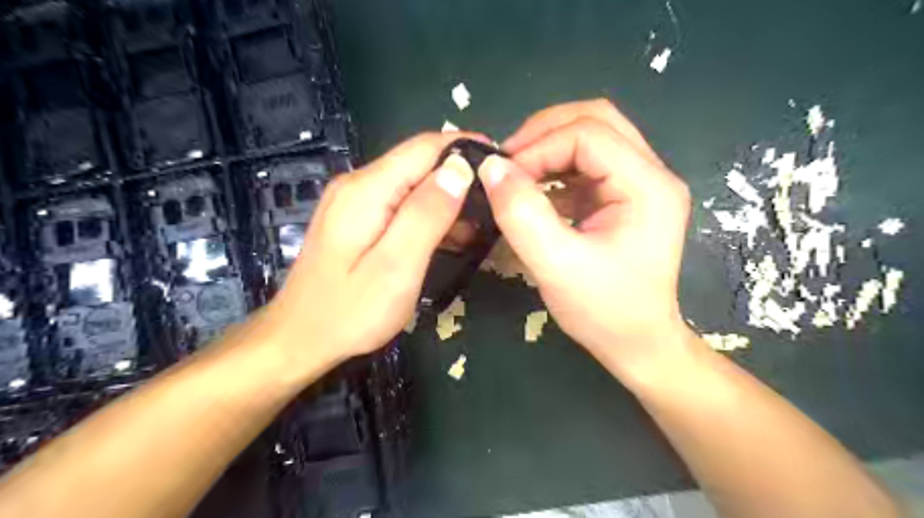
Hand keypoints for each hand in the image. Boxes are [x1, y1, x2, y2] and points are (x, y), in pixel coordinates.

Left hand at [263, 132, 484, 364]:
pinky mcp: (357, 219)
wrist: (299, 339)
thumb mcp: (397, 266)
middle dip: (461, 172)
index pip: (425, 147)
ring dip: (448, 196)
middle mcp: (358, 184)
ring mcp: (354, 201)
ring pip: (413, 183)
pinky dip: (430, 213)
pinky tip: (452, 234)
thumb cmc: (350, 312)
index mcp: (367, 189)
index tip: (503, 163)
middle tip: (498, 198)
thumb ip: (427, 214)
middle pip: (418, 161)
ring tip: (484, 219)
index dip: (466, 149)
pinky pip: (401, 203)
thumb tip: (460, 168)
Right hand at [481, 99, 688, 379]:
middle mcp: (652, 175)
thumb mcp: (556, 266)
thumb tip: (491, 167)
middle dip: (544, 134)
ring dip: (548, 148)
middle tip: (507, 162)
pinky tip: (533, 190)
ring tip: (516, 173)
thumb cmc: (604, 312)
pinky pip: (586, 164)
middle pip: (596, 121)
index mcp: (648, 186)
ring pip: (590, 137)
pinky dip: (554, 168)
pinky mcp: (622, 197)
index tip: (502, 175)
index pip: (590, 134)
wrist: (637, 344)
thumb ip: (522, 214)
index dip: (539, 147)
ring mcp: (639, 184)